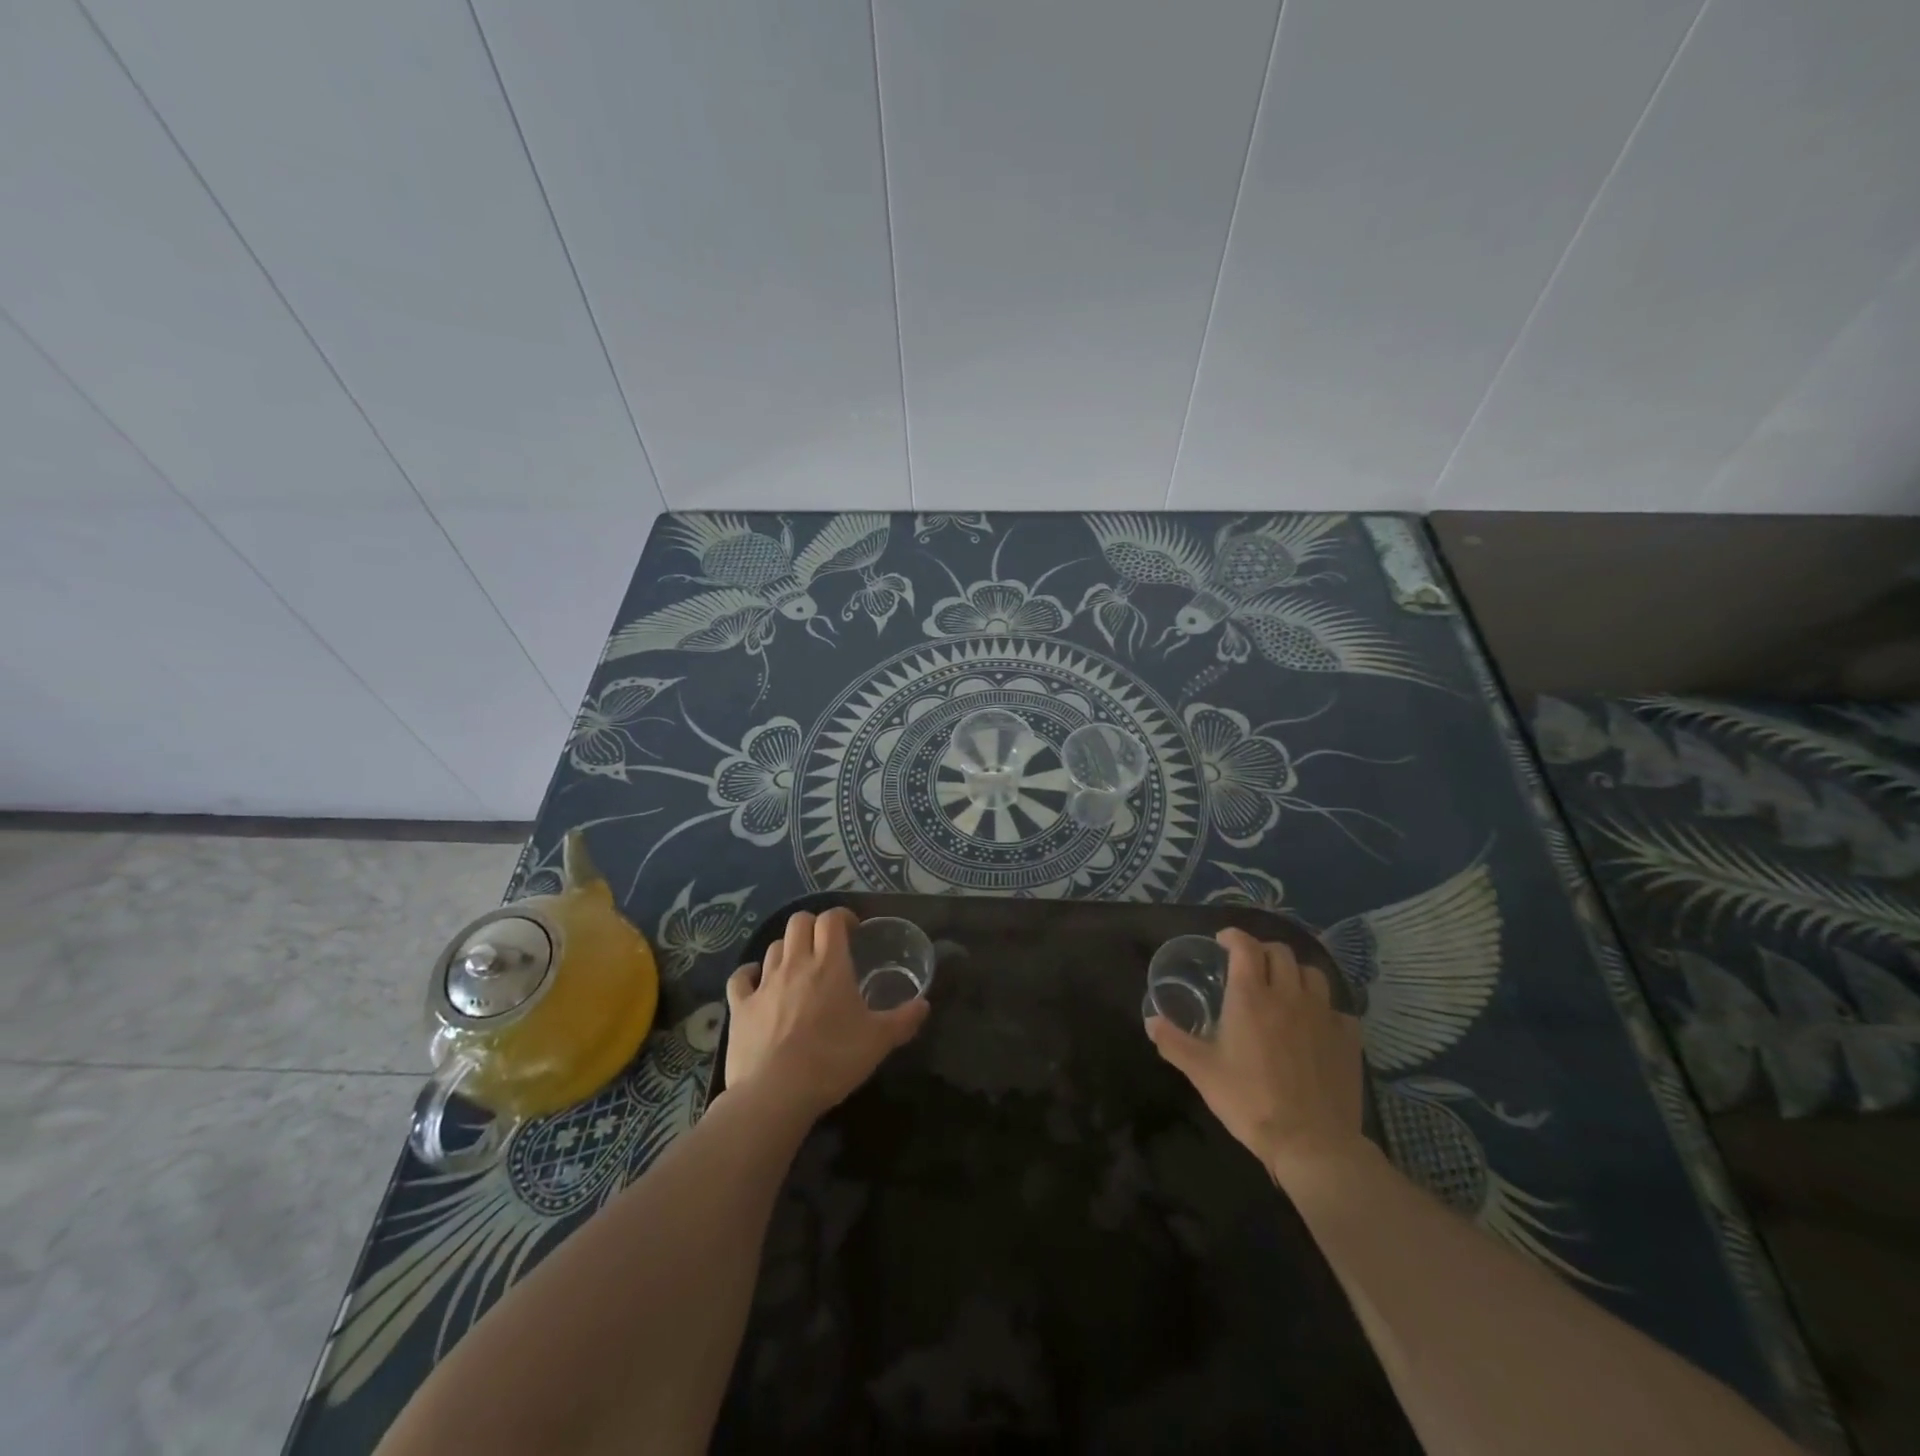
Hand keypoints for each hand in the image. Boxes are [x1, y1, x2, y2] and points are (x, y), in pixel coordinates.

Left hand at [724, 908, 929, 1121]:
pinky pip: (741, 977)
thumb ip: (904, 1020)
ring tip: (798, 968)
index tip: (853, 930)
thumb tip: (924, 1004)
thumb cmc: (833, 1060)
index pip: (831, 919)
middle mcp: (796, 964)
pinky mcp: (740, 1006)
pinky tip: (757, 982)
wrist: (776, 1093)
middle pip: (799, 922)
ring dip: (787, 949)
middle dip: (813, 926)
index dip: (842, 916)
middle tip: (826, 946)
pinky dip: (750, 974)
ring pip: (773, 946)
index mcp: (830, 965)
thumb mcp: (879, 1041)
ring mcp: (764, 983)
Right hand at [1147, 929, 1367, 1187]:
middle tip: (1250, 966)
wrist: (1311, 1143)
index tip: (1223, 941)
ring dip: (1295, 974)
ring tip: (1284, 989)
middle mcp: (1289, 995)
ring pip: (1312, 974)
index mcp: (1251, 996)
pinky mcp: (1348, 1039)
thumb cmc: (1250, 1101)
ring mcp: (1324, 1015)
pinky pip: (1338, 1009)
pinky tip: (1315, 1026)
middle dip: (1263, 951)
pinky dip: (1324, 1009)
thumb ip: (1173, 1041)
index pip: (1245, 946)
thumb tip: (1150, 1021)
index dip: (1233, 936)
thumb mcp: (1202, 1072)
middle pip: (1281, 952)